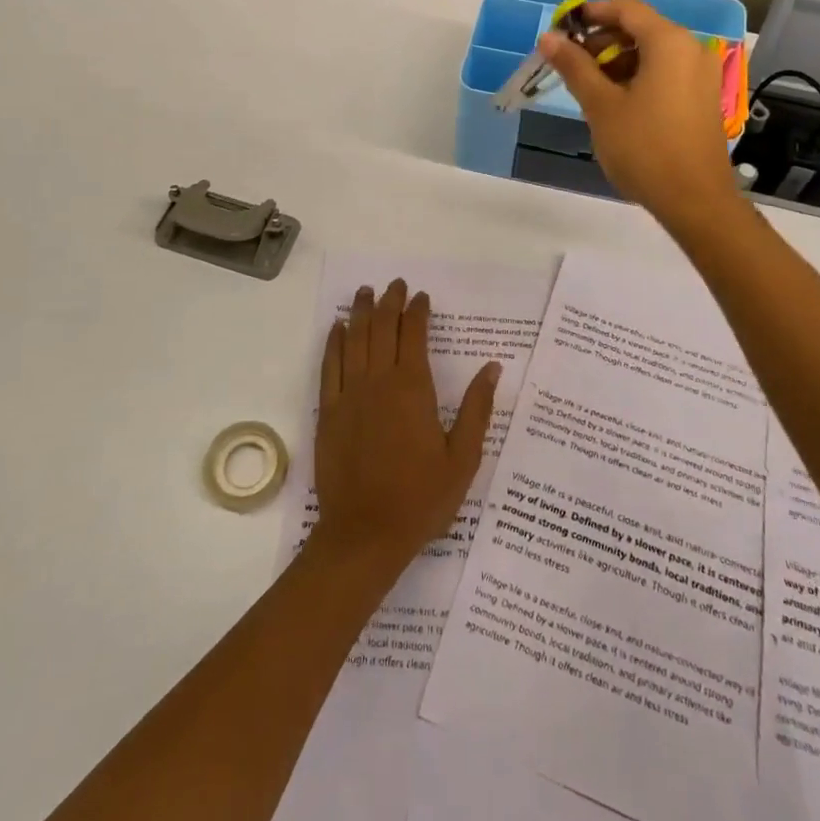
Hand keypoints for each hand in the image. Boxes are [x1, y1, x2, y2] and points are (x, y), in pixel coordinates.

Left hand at [312, 280, 499, 577]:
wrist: (365, 535)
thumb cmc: (421, 499)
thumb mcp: (463, 458)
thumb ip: (476, 409)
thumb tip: (492, 368)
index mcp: (413, 389)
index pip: (414, 335)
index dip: (417, 312)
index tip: (421, 296)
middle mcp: (378, 382)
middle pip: (381, 329)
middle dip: (389, 303)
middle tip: (394, 285)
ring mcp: (348, 395)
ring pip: (353, 340)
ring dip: (359, 313)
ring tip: (365, 293)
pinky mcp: (327, 412)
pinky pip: (329, 366)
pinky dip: (333, 343)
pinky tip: (337, 329)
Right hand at [540, 0, 739, 227]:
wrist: (694, 200)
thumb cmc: (644, 148)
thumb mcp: (601, 105)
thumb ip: (575, 67)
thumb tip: (549, 38)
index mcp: (669, 42)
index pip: (626, 9)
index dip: (591, 13)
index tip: (562, 30)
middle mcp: (691, 49)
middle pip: (640, 29)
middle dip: (602, 42)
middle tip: (570, 66)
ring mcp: (701, 75)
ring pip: (652, 53)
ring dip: (617, 62)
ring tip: (588, 90)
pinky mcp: (701, 98)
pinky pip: (665, 73)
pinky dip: (637, 78)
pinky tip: (615, 104)